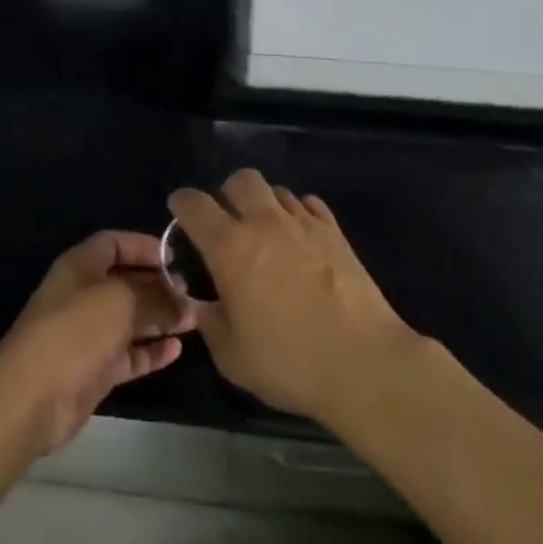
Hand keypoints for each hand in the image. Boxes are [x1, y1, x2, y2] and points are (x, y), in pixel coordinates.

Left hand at [0, 231, 195, 456]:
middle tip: (191, 292)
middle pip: (126, 281)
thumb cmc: (76, 331)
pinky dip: (151, 351)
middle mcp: (84, 295)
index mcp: (81, 266)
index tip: (175, 257)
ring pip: (130, 319)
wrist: (32, 398)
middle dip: (158, 285)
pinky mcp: (94, 369)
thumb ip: (155, 297)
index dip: (144, 246)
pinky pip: (129, 354)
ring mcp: (88, 334)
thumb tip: (183, 300)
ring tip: (194, 319)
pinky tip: (177, 350)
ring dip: (160, 318)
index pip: (114, 243)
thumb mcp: (121, 301)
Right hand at [170, 170, 416, 425]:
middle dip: (227, 193)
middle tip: (227, 221)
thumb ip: (209, 321)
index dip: (181, 203)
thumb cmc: (290, 363)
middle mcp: (264, 223)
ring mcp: (304, 222)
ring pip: (277, 190)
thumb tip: (201, 303)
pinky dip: (297, 213)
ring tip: (266, 233)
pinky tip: (299, 238)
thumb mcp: (232, 357)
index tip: (179, 211)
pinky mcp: (335, 231)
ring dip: (264, 204)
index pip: (195, 205)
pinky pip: (309, 204)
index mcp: (230, 248)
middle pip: (240, 180)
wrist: (363, 362)